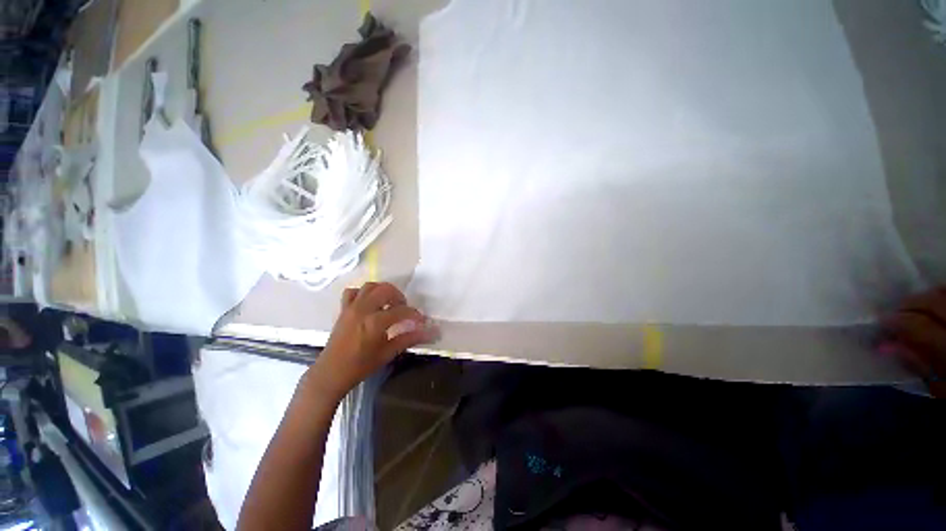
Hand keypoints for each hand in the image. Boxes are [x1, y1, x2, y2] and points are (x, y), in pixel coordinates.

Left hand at [309, 282, 434, 399]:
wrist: (331, 373)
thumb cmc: (361, 366)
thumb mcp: (388, 353)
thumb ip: (409, 339)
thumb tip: (429, 333)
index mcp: (375, 322)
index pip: (402, 311)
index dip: (415, 314)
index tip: (421, 320)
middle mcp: (363, 309)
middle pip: (386, 290)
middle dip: (399, 296)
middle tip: (404, 308)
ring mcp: (351, 307)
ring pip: (370, 286)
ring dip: (383, 291)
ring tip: (389, 303)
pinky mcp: (343, 309)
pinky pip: (353, 292)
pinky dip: (364, 293)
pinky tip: (370, 302)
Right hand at [883, 287, 945, 397]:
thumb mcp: (943, 388)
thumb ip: (919, 365)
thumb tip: (886, 345)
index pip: (917, 325)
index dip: (895, 322)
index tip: (881, 323)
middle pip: (933, 301)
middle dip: (910, 304)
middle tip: (897, 313)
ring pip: (945, 291)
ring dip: (928, 297)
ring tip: (918, 308)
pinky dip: (943, 294)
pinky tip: (938, 303)